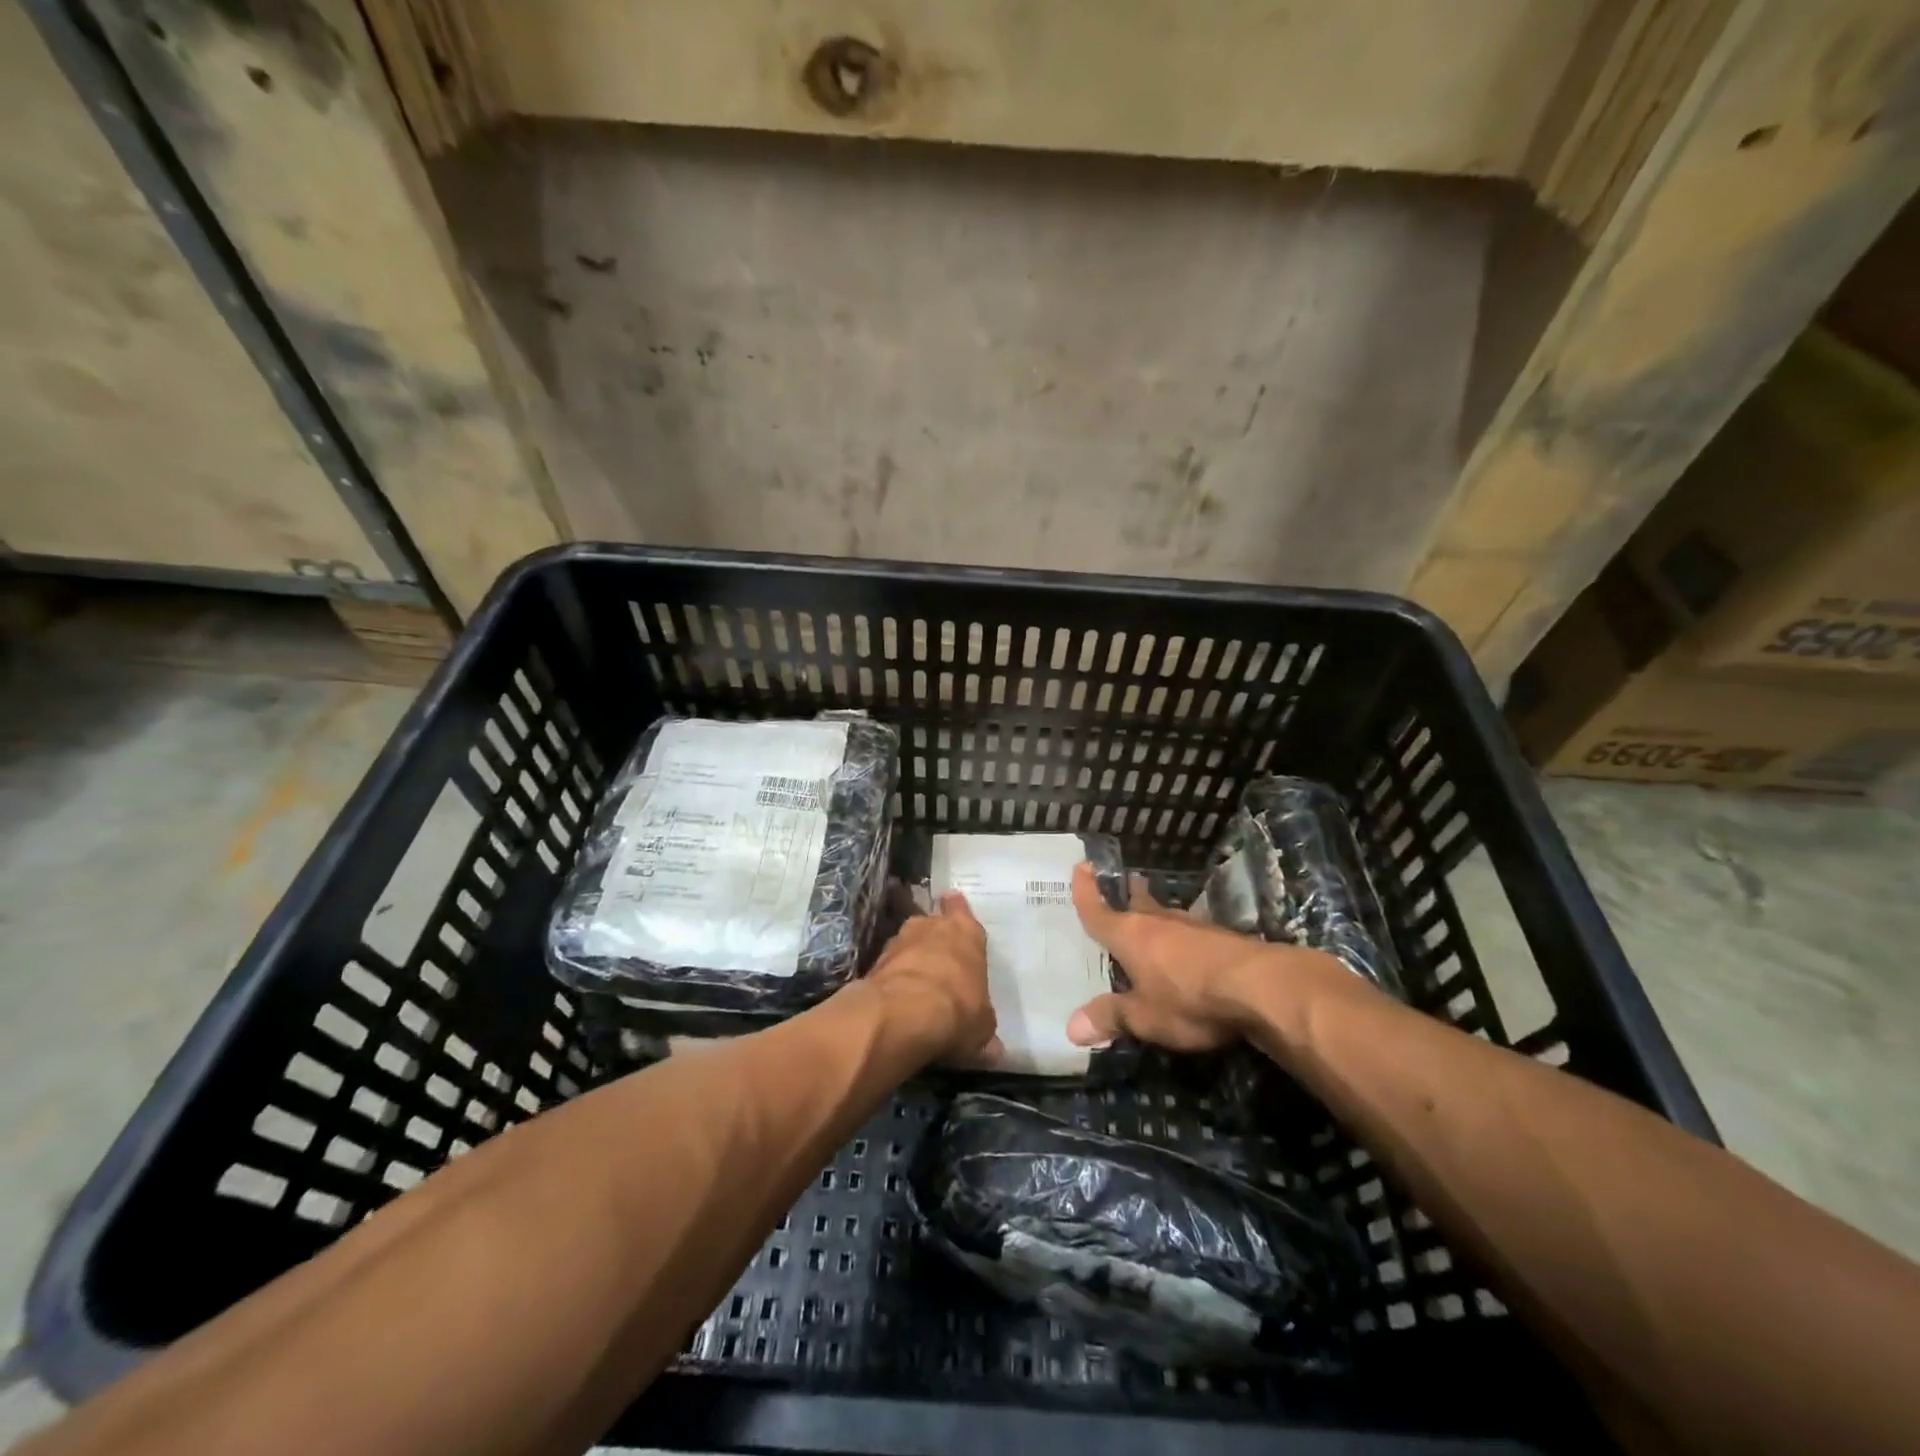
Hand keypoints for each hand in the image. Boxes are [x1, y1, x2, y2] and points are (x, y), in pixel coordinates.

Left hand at [866, 891, 1001, 1066]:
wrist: (904, 1015)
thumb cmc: (958, 1010)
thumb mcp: (982, 1028)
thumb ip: (984, 1029)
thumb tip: (994, 1050)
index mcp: (966, 932)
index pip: (960, 909)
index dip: (957, 912)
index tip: (953, 913)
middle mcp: (931, 926)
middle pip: (932, 924)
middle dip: (934, 938)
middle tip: (940, 958)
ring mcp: (898, 941)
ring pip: (907, 943)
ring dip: (910, 958)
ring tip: (917, 983)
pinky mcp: (873, 962)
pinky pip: (888, 967)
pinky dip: (893, 979)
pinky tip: (897, 1000)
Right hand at [1066, 863, 1327, 1051]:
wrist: (1260, 987)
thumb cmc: (1189, 999)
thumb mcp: (1144, 1017)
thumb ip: (1110, 1018)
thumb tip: (1071, 1028)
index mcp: (1130, 936)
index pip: (1099, 911)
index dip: (1086, 891)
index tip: (1082, 866)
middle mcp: (1159, 923)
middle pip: (1138, 905)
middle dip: (1129, 896)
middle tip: (1125, 883)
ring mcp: (1194, 928)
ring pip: (1167, 916)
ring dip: (1158, 914)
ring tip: (1153, 914)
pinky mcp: (1223, 939)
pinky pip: (1192, 933)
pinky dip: (1183, 937)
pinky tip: (1190, 947)